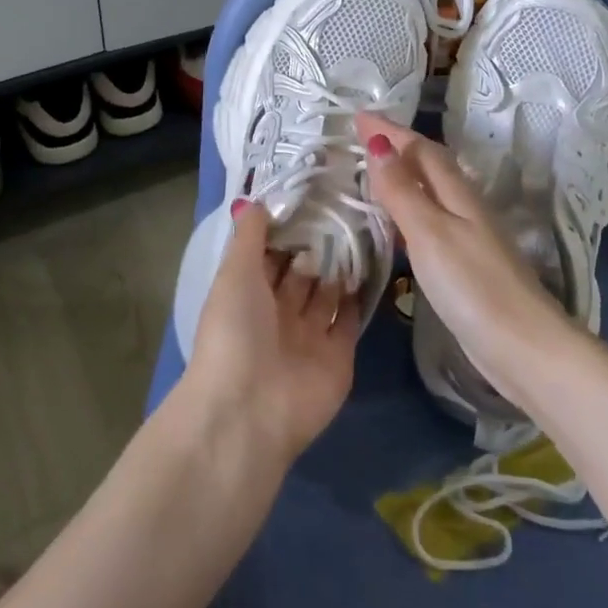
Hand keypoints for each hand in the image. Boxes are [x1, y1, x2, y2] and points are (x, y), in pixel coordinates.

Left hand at [184, 200, 360, 466]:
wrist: (250, 410)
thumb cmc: (234, 332)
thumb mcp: (234, 274)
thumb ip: (248, 237)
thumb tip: (255, 202)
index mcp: (247, 295)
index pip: (269, 256)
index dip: (287, 230)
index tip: (313, 197)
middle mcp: (278, 315)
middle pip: (301, 274)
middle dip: (318, 246)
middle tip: (346, 209)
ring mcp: (309, 337)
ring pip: (327, 295)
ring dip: (340, 268)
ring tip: (363, 230)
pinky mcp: (337, 357)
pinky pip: (350, 321)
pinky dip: (359, 298)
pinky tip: (373, 266)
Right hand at [357, 112, 570, 406]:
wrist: (523, 346)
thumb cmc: (473, 286)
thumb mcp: (430, 233)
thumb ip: (403, 191)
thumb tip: (378, 145)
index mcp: (457, 193)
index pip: (420, 149)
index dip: (390, 131)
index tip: (358, 116)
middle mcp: (464, 207)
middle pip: (429, 165)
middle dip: (397, 147)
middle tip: (362, 139)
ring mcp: (468, 236)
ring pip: (430, 192)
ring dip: (403, 178)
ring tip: (372, 176)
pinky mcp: (466, 264)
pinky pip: (431, 221)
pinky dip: (408, 212)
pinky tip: (396, 228)